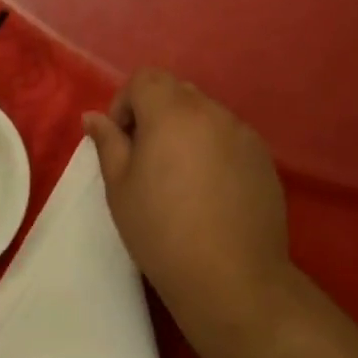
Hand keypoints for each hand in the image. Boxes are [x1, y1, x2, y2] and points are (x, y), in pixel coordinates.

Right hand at [85, 69, 293, 346]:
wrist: (231, 278)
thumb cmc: (162, 231)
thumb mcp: (120, 187)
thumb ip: (108, 143)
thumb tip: (93, 117)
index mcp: (173, 112)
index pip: (145, 78)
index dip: (126, 103)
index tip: (122, 141)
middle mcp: (212, 112)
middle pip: (176, 91)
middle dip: (155, 113)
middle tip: (146, 158)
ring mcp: (244, 134)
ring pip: (205, 115)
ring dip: (186, 131)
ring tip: (180, 178)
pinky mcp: (264, 159)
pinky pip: (230, 138)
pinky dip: (213, 150)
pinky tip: (210, 192)